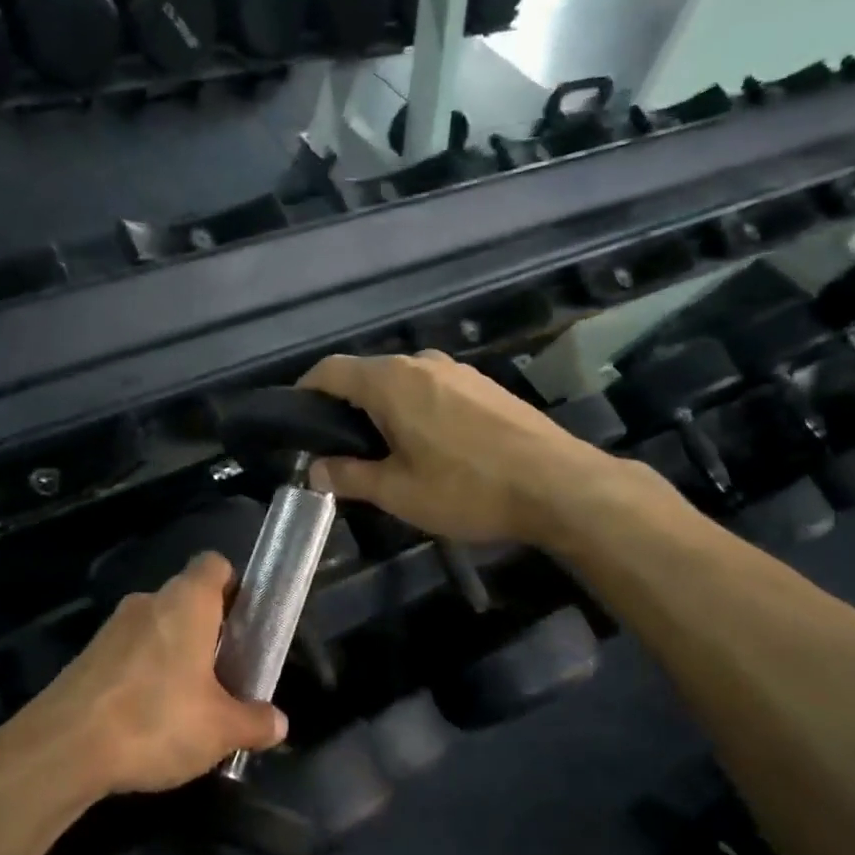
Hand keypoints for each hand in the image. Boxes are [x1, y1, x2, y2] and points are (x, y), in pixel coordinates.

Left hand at [42, 552, 287, 795]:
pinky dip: (145, 674)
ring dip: (175, 655)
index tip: (247, 622)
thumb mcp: (220, 730)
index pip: (214, 564)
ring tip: (190, 703)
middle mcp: (148, 602)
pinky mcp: (87, 657)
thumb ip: (254, 722)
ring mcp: (112, 628)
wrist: (63, 748)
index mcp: (186, 602)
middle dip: (209, 631)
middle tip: (227, 673)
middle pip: (187, 600)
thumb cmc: (155, 720)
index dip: (235, 586)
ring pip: (157, 629)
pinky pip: (129, 654)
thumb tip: (278, 723)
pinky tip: (149, 719)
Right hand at [298, 351, 618, 543]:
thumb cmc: (467, 488)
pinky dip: (417, 409)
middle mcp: (421, 362)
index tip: (296, 419)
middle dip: (346, 406)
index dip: (306, 391)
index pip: (331, 371)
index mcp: (390, 381)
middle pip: (367, 374)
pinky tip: (431, 446)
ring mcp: (458, 370)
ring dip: (384, 409)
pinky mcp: (485, 384)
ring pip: (402, 382)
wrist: (558, 485)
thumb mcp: (397, 492)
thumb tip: (314, 470)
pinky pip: (434, 389)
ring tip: (386, 451)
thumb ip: (348, 476)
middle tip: (340, 449)